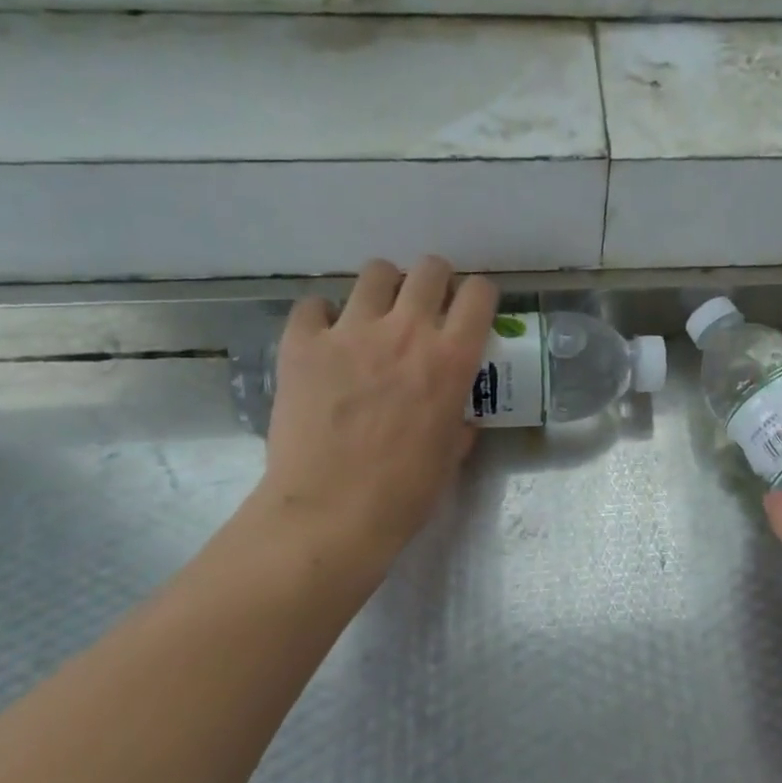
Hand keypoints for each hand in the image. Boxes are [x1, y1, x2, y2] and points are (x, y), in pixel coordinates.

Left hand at [249, 256, 497, 580]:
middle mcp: (406, 331)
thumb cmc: (403, 493)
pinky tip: (325, 341)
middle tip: (425, 309)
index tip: (471, 311)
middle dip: (434, 282)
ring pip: (375, 272)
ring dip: (383, 290)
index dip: (478, 297)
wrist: (330, 513)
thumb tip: (457, 414)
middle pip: (429, 269)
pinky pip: (314, 304)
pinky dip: (323, 316)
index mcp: (451, 359)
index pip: (479, 294)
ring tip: (375, 317)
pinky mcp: (302, 343)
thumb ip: (459, 420)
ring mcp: (350, 332)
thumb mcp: (450, 454)